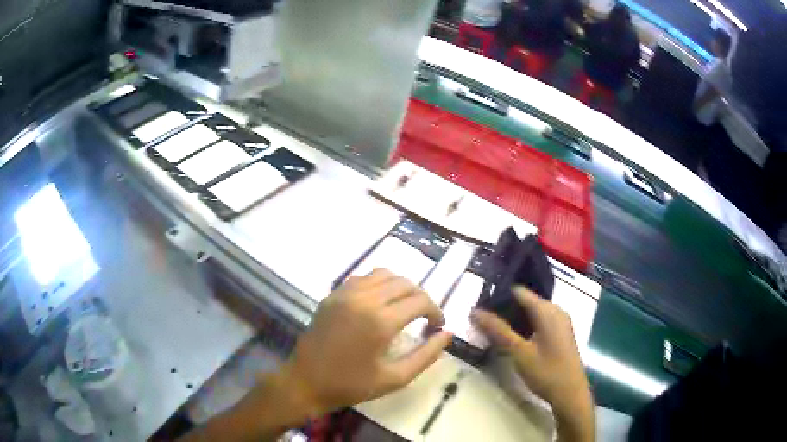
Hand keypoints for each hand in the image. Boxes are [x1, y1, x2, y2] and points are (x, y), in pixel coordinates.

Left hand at [280, 269, 452, 416]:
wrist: (306, 381)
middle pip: (405, 283)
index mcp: (380, 321)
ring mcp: (345, 293)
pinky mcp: (333, 294)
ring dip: (401, 287)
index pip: (420, 301)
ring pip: (384, 274)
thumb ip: (426, 355)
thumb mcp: (395, 378)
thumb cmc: (351, 385)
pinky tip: (379, 303)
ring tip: (404, 308)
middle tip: (424, 318)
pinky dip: (379, 285)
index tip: (437, 326)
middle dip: (421, 298)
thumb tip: (447, 334)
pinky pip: (363, 278)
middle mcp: (364, 299)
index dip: (435, 311)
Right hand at [472, 287, 593, 440]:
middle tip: (483, 319)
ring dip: (514, 319)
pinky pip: (540, 321)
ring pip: (533, 313)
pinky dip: (525, 326)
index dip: (499, 295)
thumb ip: (498, 330)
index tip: (480, 303)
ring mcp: (561, 322)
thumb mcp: (519, 352)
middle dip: (505, 309)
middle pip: (526, 301)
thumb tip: (475, 311)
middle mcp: (556, 310)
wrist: (570, 394)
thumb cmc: (546, 372)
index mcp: (547, 310)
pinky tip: (513, 338)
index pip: (519, 292)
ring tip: (493, 328)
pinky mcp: (561, 334)